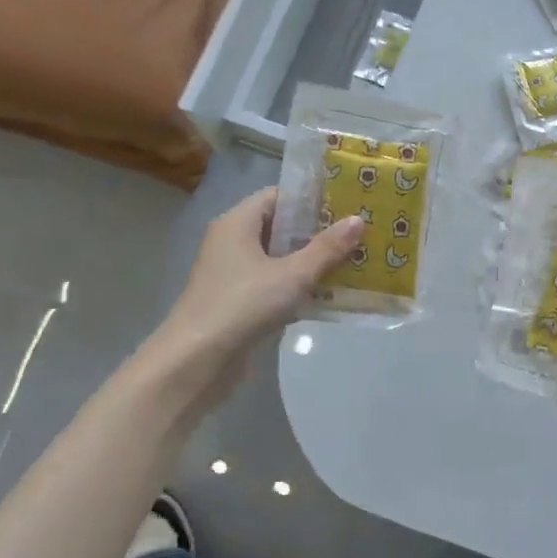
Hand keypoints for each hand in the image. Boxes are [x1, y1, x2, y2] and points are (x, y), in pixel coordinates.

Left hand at [157, 187, 362, 365]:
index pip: (278, 196)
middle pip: (280, 227)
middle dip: (318, 232)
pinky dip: (299, 286)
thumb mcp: (292, 275)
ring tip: (353, 261)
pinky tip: (330, 294)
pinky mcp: (239, 302)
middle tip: (357, 233)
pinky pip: (275, 284)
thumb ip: (326, 248)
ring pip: (280, 259)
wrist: (198, 361)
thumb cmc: (244, 305)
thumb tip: (358, 219)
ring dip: (312, 261)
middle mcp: (232, 242)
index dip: (311, 198)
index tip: (346, 204)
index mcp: (238, 223)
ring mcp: (234, 274)